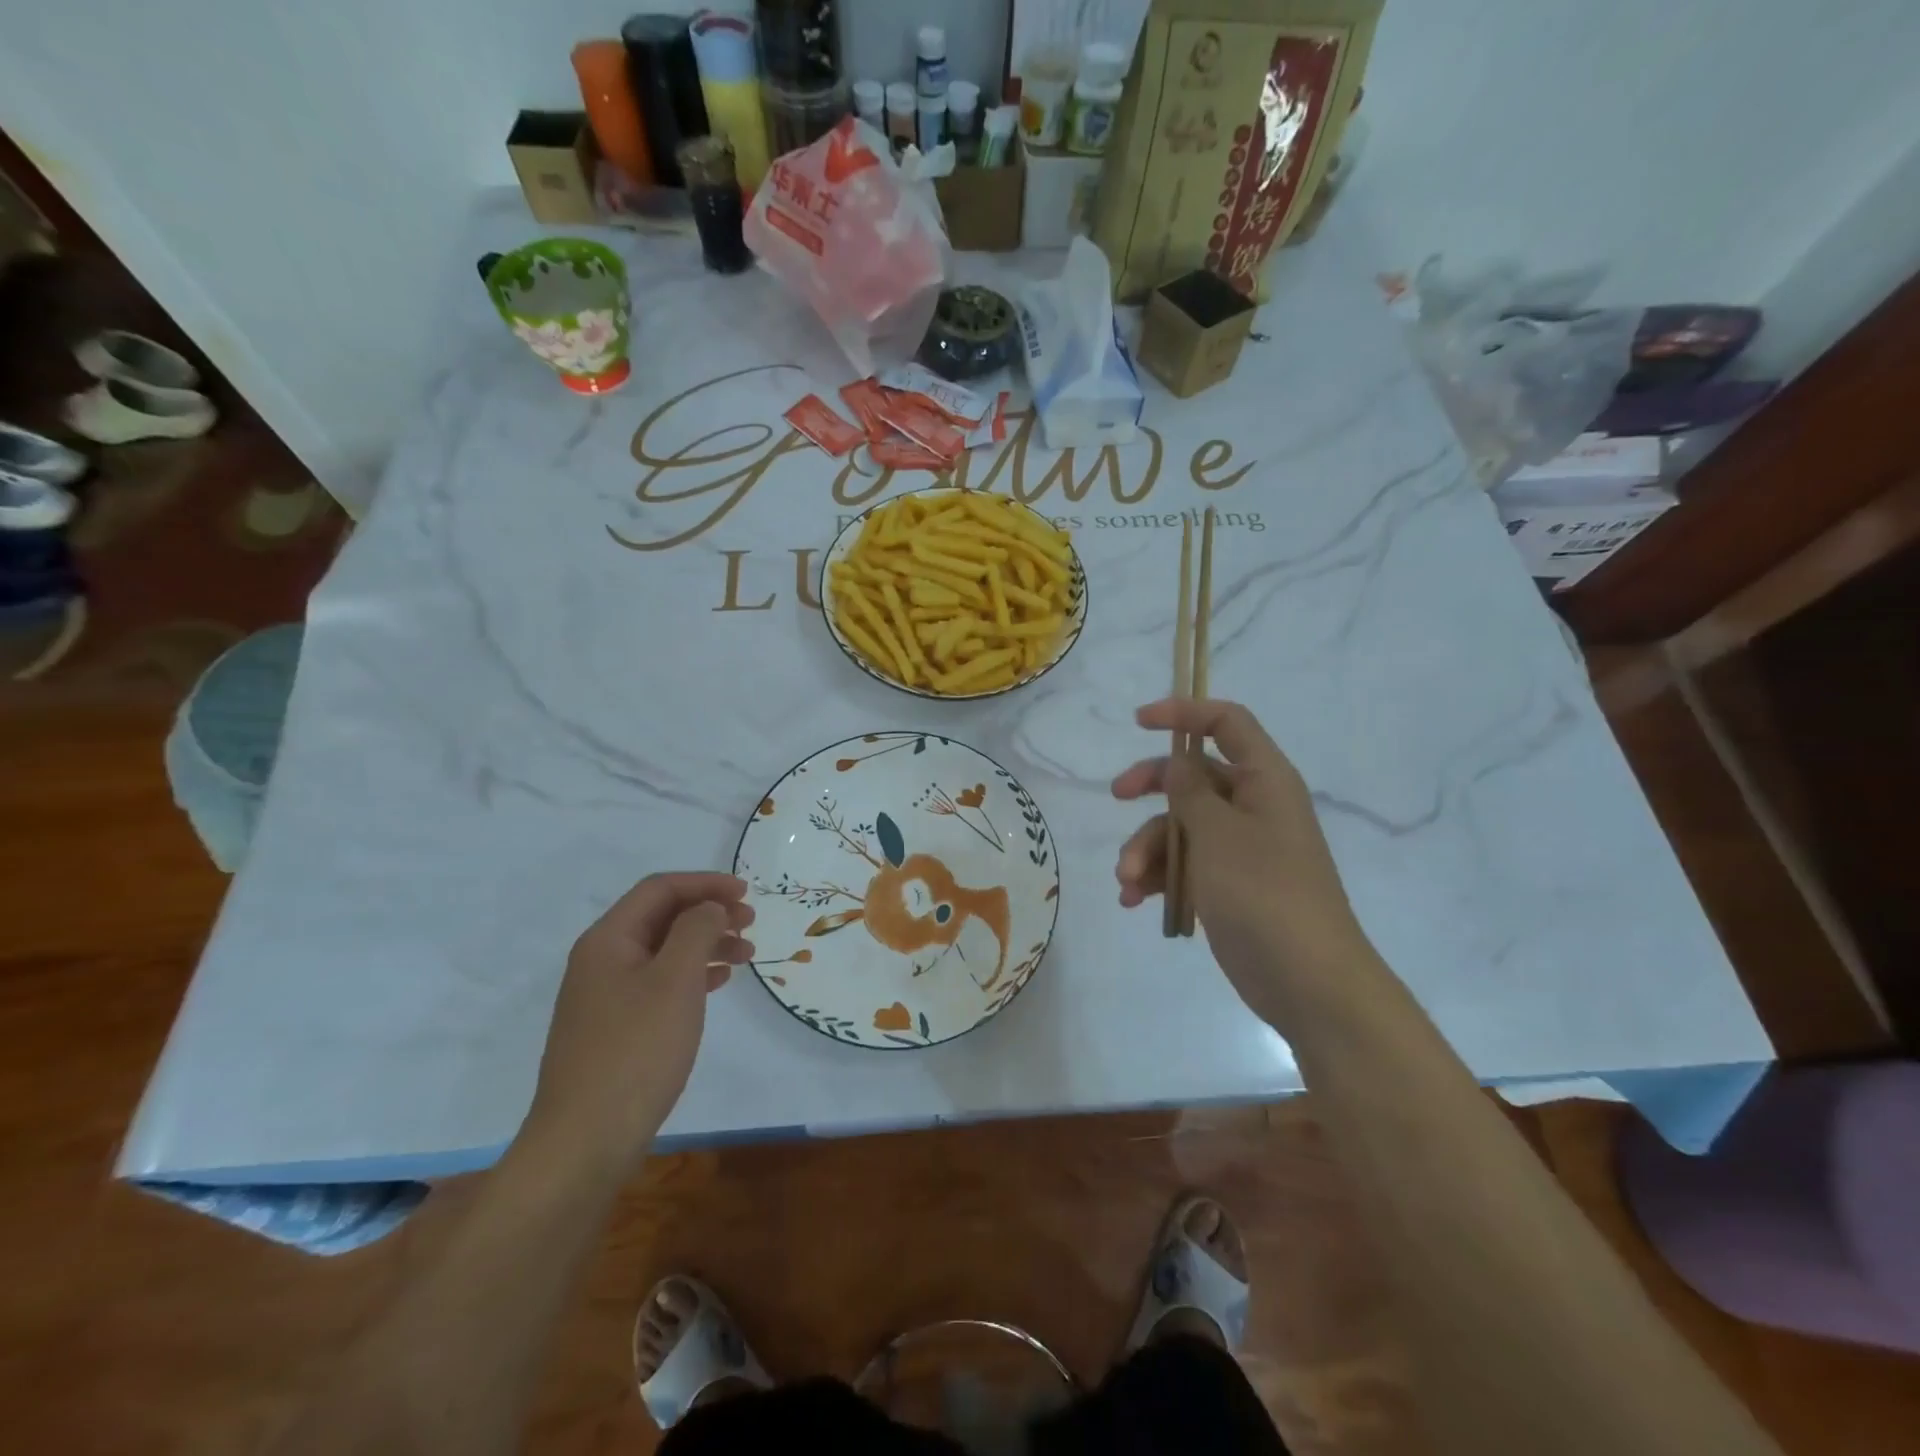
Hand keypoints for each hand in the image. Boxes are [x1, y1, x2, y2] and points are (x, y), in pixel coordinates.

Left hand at [522, 872, 753, 1177]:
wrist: (585, 1141)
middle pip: (661, 917)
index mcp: (608, 940)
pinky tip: (718, 983)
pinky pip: (659, 983)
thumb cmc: (635, 1051)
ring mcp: (605, 997)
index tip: (746, 893)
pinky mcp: (615, 1028)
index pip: (659, 889)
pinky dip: (693, 974)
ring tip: (746, 954)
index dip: (705, 884)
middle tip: (751, 923)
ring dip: (706, 944)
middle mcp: (601, 961)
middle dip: (708, 912)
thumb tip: (709, 907)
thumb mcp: (675, 980)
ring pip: (663, 951)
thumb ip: (696, 930)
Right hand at [1112, 699, 1369, 1023]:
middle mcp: (1254, 807)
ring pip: (1181, 826)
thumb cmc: (1264, 894)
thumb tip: (1177, 762)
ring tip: (1127, 881)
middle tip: (1117, 795)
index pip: (1227, 724)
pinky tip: (1134, 900)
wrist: (1307, 982)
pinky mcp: (1228, 885)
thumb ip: (1190, 792)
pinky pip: (1185, 865)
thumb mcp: (1218, 834)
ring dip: (1147, 848)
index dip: (1184, 713)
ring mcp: (1240, 849)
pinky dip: (1158, 877)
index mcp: (1265, 781)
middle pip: (1194, 776)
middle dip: (1151, 786)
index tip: (1139, 722)